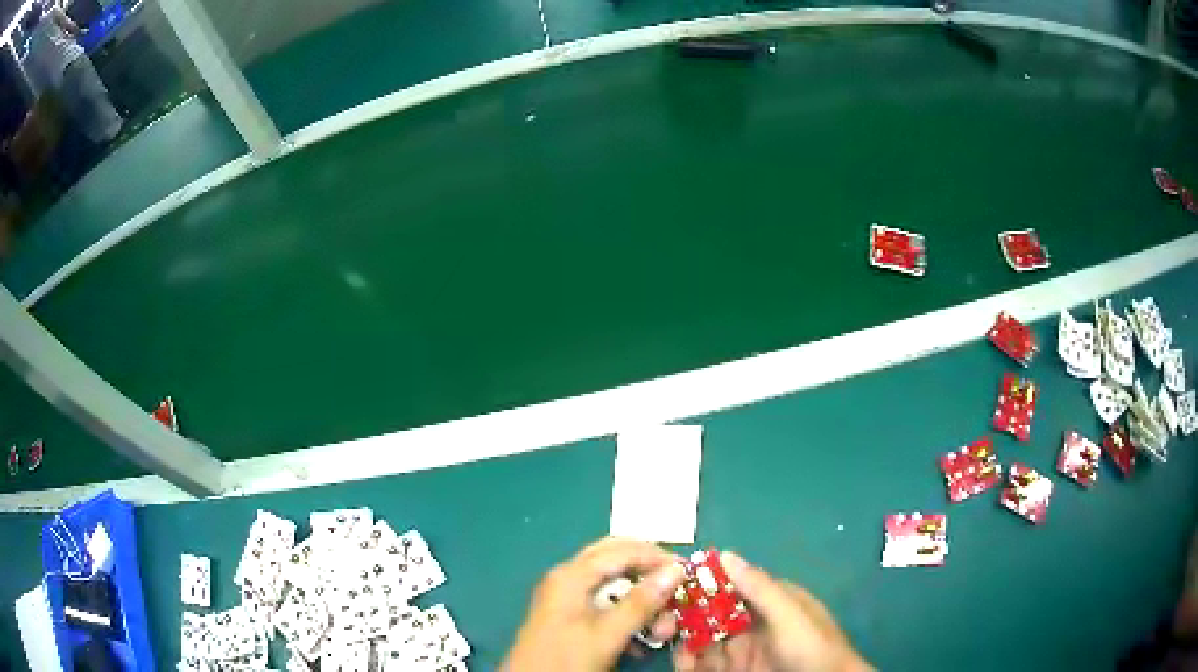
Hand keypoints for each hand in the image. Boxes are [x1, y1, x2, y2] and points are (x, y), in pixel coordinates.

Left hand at [503, 537, 687, 671]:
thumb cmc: (567, 658)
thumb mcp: (608, 634)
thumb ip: (641, 602)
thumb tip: (675, 570)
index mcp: (572, 575)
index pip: (622, 551)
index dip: (657, 557)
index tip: (688, 571)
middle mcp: (567, 577)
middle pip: (615, 558)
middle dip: (648, 571)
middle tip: (676, 586)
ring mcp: (565, 596)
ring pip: (612, 583)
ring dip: (640, 599)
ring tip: (662, 625)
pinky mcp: (567, 615)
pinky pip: (604, 603)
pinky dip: (626, 613)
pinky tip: (641, 638)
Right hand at [673, 552, 872, 671]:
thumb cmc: (812, 647)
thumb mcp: (789, 615)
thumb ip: (759, 587)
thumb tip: (725, 554)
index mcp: (769, 602)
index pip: (729, 586)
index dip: (700, 584)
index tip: (670, 585)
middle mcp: (751, 624)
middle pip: (709, 614)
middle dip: (683, 615)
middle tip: (661, 621)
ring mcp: (741, 651)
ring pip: (701, 640)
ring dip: (681, 639)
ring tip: (666, 642)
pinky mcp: (733, 671)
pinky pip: (703, 664)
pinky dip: (688, 662)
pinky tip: (682, 661)